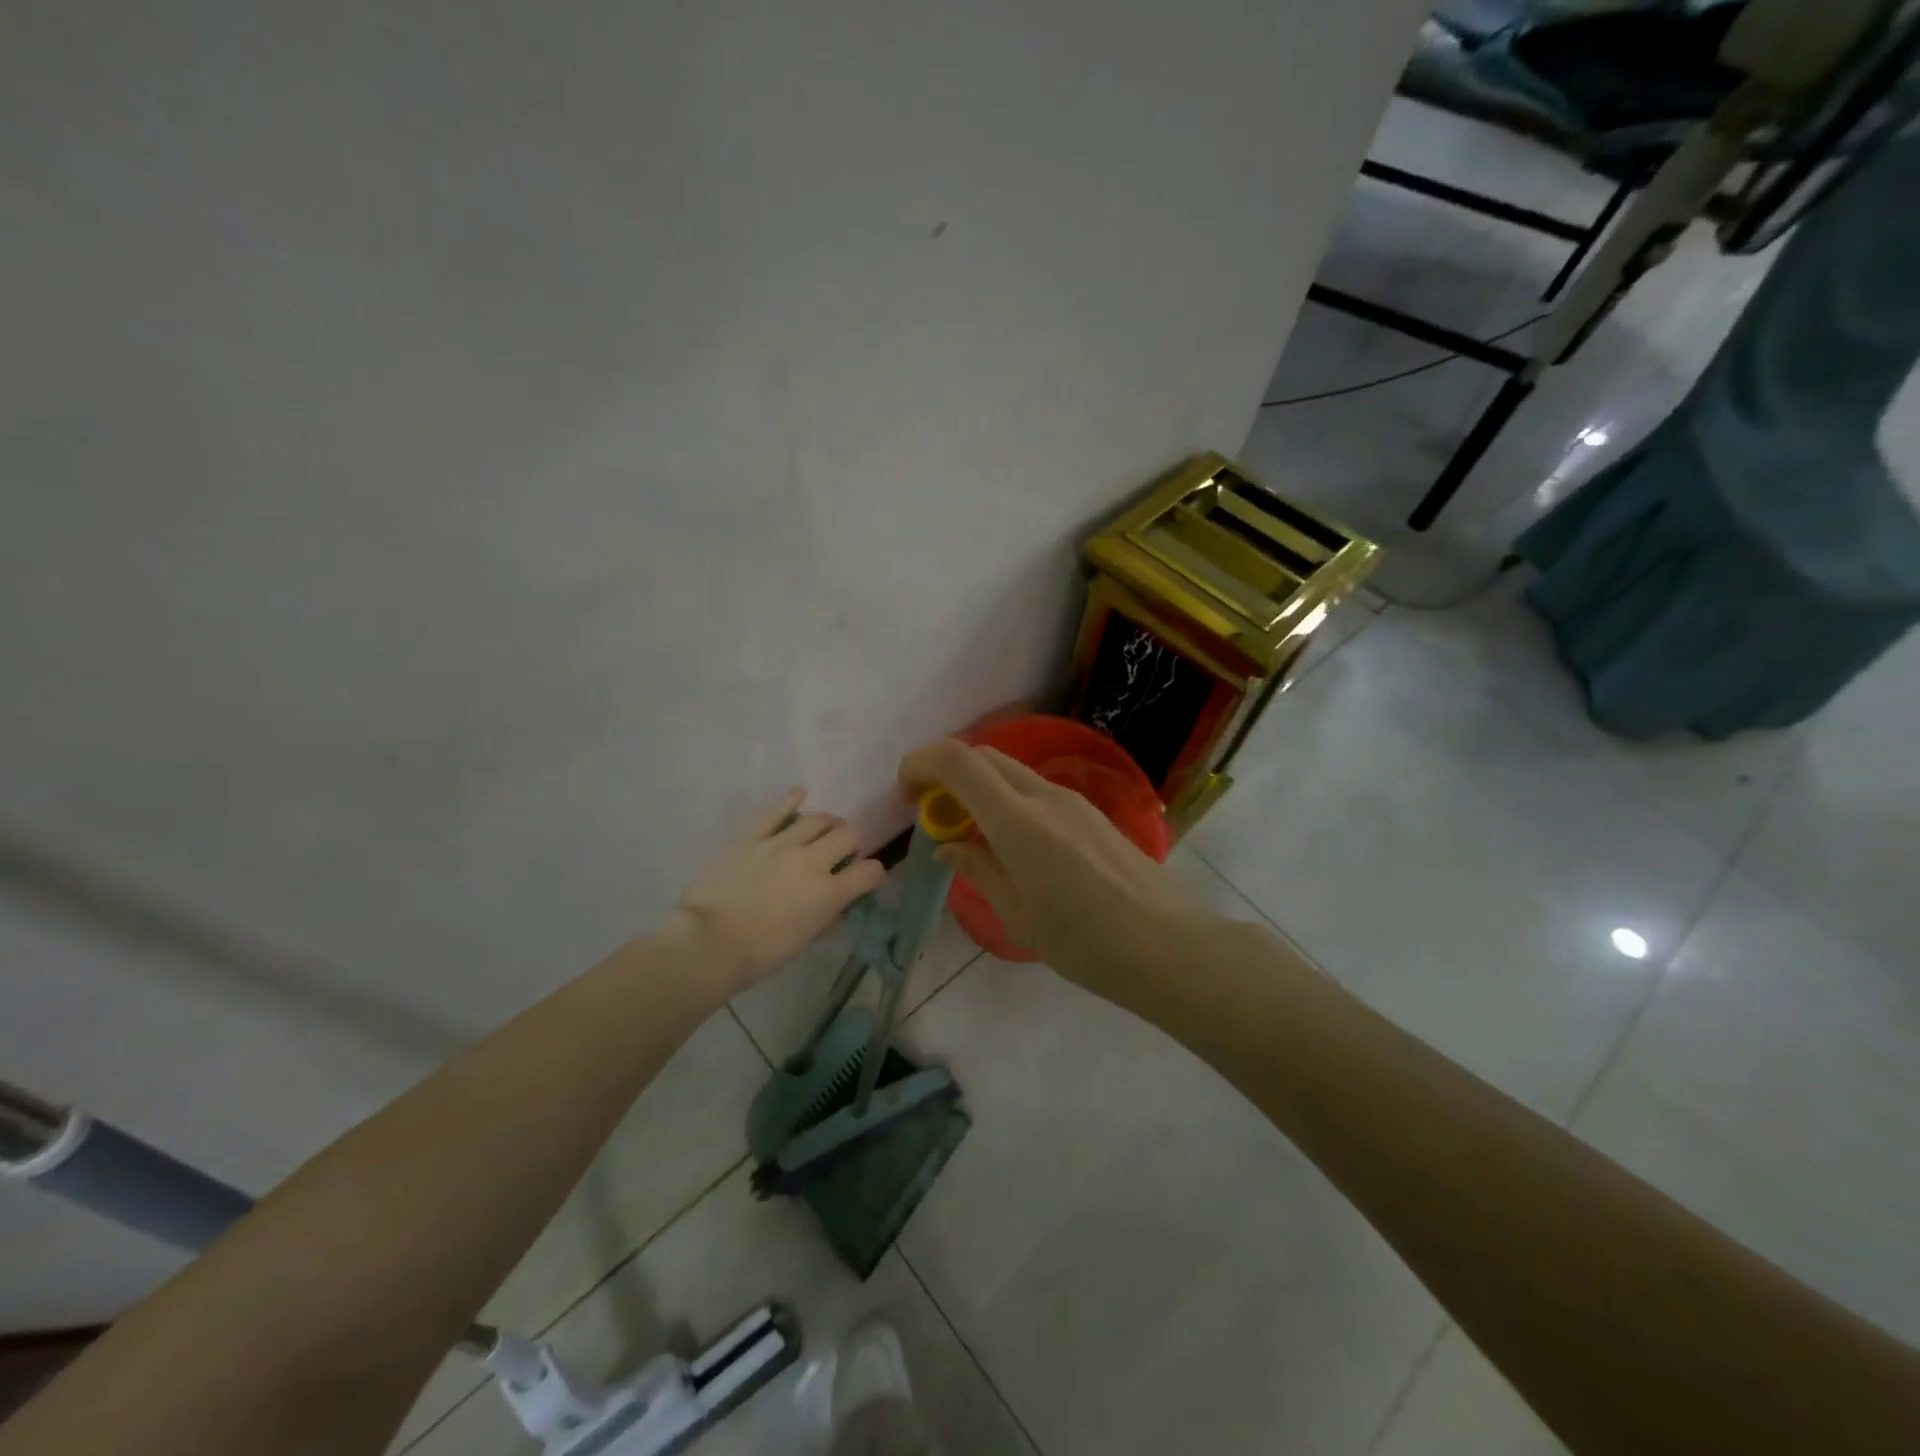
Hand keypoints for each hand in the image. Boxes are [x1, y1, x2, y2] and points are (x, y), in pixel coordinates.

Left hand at [666, 790, 886, 991]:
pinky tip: (799, 796)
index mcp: (828, 893)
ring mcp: (781, 844)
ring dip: (827, 824)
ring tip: (823, 830)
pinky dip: (792, 799)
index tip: (867, 877)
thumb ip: (825, 916)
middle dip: (852, 843)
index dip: (874, 873)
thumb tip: (836, 904)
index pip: (869, 872)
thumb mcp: (804, 941)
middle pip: (848, 835)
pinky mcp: (753, 835)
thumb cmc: (759, 953)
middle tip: (842, 852)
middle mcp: (812, 861)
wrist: (708, 942)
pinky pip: (777, 809)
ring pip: (818, 818)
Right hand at [898, 739, 1199, 995]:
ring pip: (1011, 772)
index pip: (958, 761)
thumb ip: (978, 869)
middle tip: (932, 813)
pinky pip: (1036, 790)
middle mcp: (1044, 796)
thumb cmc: (1083, 941)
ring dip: (979, 787)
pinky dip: (1007, 800)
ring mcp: (1073, 800)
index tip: (906, 791)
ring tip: (969, 833)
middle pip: (983, 756)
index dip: (922, 763)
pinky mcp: (1092, 813)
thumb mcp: (1017, 914)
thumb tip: (948, 847)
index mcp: (1018, 821)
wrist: (1166, 946)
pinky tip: (1011, 843)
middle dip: (947, 773)